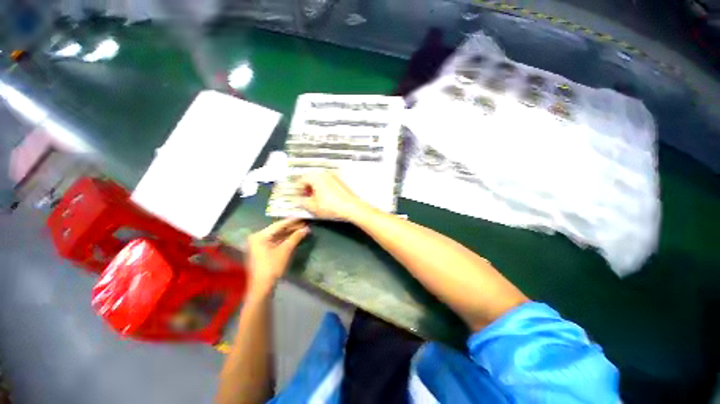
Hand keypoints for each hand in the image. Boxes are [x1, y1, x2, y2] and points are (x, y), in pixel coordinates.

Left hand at [246, 219, 308, 292]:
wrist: (262, 287)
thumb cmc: (272, 266)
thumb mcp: (286, 250)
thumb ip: (296, 237)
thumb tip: (307, 228)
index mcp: (260, 235)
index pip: (279, 225)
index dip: (292, 221)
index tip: (303, 217)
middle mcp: (258, 237)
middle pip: (278, 230)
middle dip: (292, 227)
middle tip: (305, 223)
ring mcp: (259, 245)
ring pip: (277, 236)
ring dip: (290, 233)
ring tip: (302, 229)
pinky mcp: (263, 251)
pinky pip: (275, 241)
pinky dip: (285, 239)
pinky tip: (295, 237)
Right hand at [299, 171, 366, 220]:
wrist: (352, 207)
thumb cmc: (333, 206)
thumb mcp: (313, 207)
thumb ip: (302, 202)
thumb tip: (298, 201)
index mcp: (316, 177)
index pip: (301, 180)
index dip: (297, 190)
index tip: (298, 196)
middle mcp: (325, 174)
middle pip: (310, 179)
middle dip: (306, 189)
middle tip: (305, 198)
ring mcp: (334, 177)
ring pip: (319, 180)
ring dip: (314, 188)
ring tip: (315, 200)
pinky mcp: (340, 181)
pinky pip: (327, 182)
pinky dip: (323, 188)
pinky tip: (325, 199)